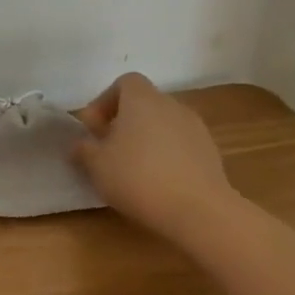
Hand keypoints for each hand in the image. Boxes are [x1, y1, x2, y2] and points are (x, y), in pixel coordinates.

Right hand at [73, 73, 237, 240]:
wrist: (199, 211)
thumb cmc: (138, 177)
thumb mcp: (96, 164)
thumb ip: (84, 149)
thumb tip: (82, 144)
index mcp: (143, 100)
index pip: (125, 82)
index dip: (105, 101)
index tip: (94, 128)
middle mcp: (172, 106)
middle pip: (145, 103)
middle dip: (124, 122)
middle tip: (109, 149)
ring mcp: (197, 129)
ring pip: (164, 125)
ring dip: (146, 139)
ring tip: (133, 169)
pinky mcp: (212, 154)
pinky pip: (181, 145)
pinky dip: (167, 155)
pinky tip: (158, 182)